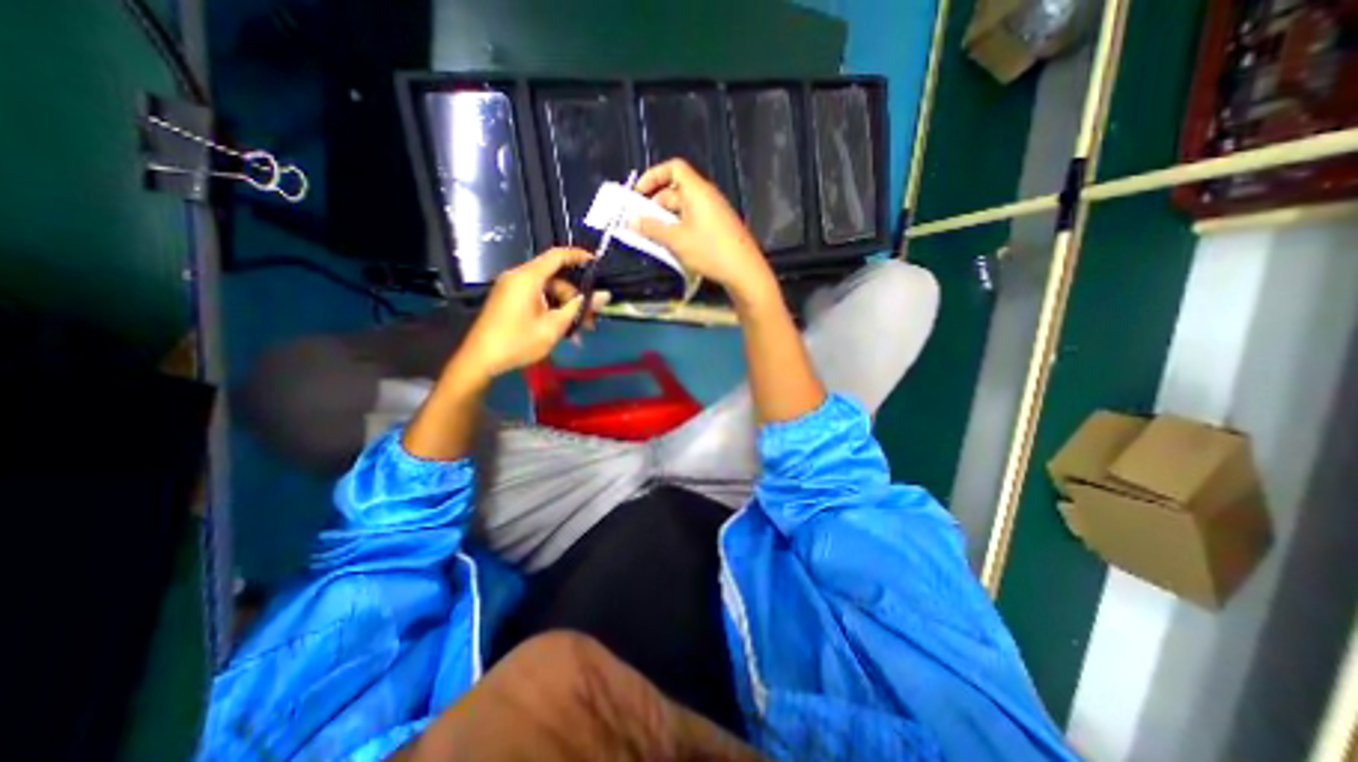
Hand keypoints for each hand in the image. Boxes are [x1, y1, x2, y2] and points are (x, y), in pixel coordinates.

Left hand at [449, 246, 610, 381]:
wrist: (480, 360)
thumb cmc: (518, 342)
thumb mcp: (554, 326)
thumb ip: (579, 308)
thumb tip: (605, 295)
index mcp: (527, 278)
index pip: (557, 256)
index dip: (578, 256)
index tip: (597, 264)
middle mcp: (518, 277)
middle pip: (555, 279)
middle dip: (575, 297)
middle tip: (591, 319)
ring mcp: (512, 289)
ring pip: (548, 291)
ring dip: (565, 308)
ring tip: (578, 331)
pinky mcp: (509, 300)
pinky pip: (537, 297)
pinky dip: (552, 309)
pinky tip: (562, 329)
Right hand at [624, 156, 773, 302]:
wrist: (744, 271)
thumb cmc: (709, 250)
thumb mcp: (676, 240)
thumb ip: (652, 228)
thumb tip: (631, 220)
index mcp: (697, 190)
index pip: (674, 168)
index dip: (654, 176)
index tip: (639, 194)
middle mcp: (707, 196)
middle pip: (676, 190)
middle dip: (656, 205)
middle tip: (642, 224)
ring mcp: (715, 212)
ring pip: (684, 208)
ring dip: (667, 220)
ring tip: (655, 239)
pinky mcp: (719, 227)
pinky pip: (694, 220)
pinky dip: (680, 228)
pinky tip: (674, 246)